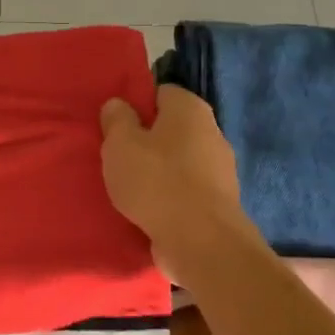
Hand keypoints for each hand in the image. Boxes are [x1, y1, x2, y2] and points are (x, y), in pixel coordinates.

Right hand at [101, 85, 248, 279]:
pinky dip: (169, 197)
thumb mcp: (120, 144)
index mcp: (190, 108)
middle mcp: (211, 132)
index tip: (115, 126)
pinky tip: (148, 210)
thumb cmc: (156, 181)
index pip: (160, 93)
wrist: (201, 241)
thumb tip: (118, 104)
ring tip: (128, 188)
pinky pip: (186, 190)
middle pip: (171, 128)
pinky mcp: (218, 201)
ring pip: (178, 161)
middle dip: (146, 140)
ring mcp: (220, 169)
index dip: (136, 105)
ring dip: (157, 171)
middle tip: (116, 157)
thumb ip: (116, 119)